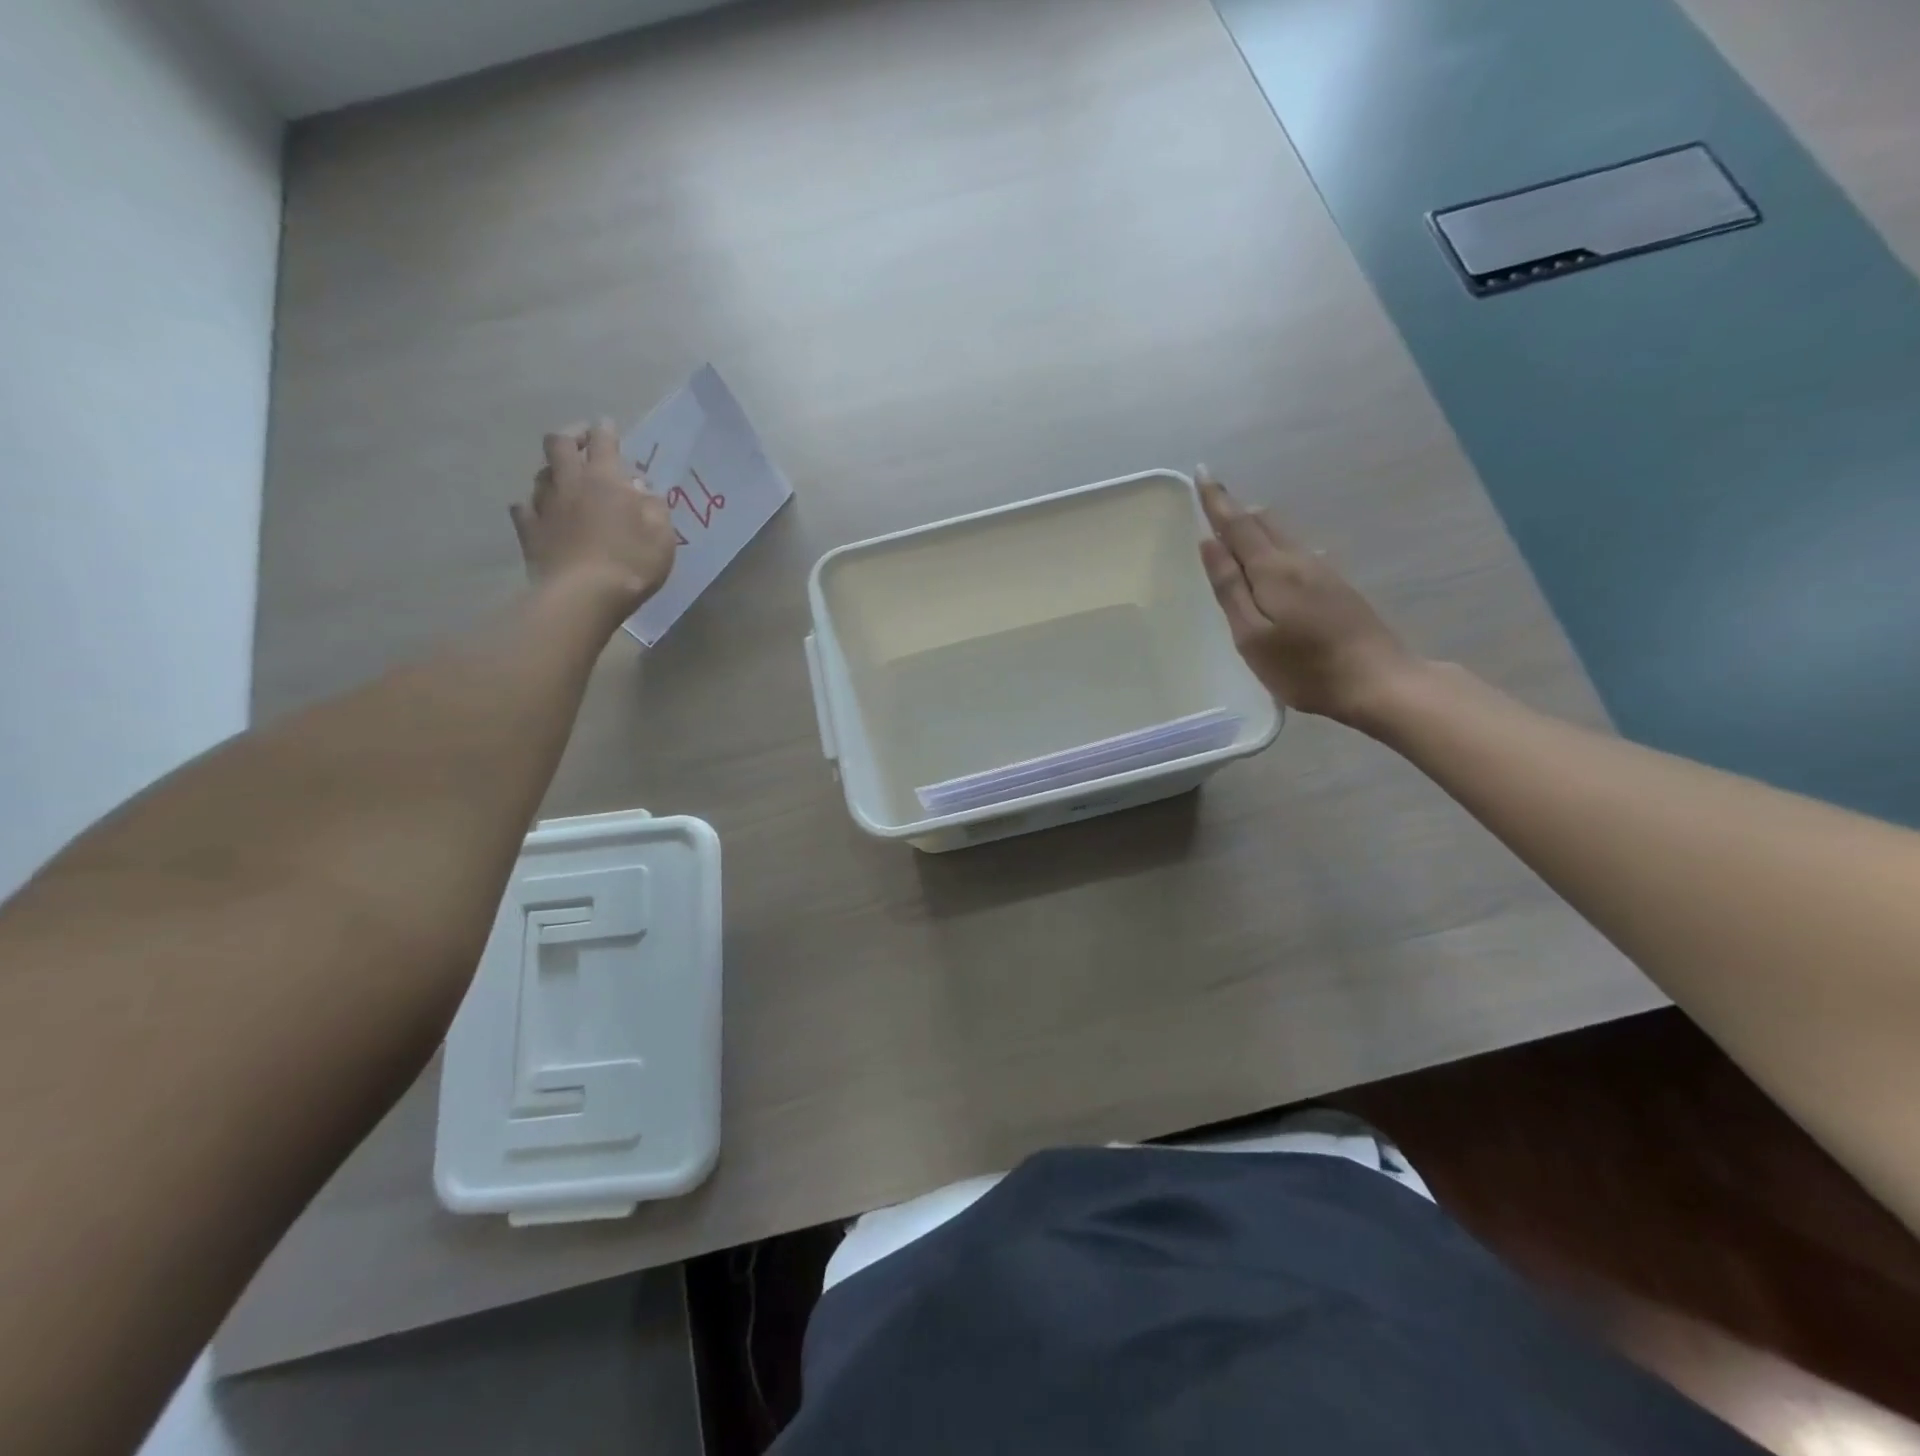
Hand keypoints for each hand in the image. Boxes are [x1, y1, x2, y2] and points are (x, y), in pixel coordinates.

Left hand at [511, 421, 676, 612]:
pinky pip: (524, 508)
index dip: (606, 430)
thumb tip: (640, 488)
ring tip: (564, 479)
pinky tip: (539, 512)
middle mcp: (570, 483)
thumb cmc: (631, 563)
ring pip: (541, 474)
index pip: (603, 441)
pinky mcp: (528, 532)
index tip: (608, 427)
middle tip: (582, 440)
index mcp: (605, 480)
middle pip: (559, 444)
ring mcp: (544, 506)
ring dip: (553, 471)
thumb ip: (654, 506)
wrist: (583, 596)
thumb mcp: (662, 535)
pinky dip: (532, 506)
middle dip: (571, 436)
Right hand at [1196, 466, 1416, 725]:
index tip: (1201, 473)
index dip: (1216, 500)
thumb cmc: (1303, 666)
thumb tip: (1209, 542)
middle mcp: (1299, 560)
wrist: (1378, 681)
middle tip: (1213, 501)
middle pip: (1264, 523)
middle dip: (1236, 510)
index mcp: (1273, 569)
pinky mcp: (1337, 587)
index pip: (1237, 524)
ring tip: (1236, 529)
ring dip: (1256, 527)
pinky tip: (1275, 561)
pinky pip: (1297, 552)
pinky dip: (1275, 546)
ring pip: (1283, 536)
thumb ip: (1230, 588)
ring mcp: (1323, 571)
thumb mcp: (1252, 635)